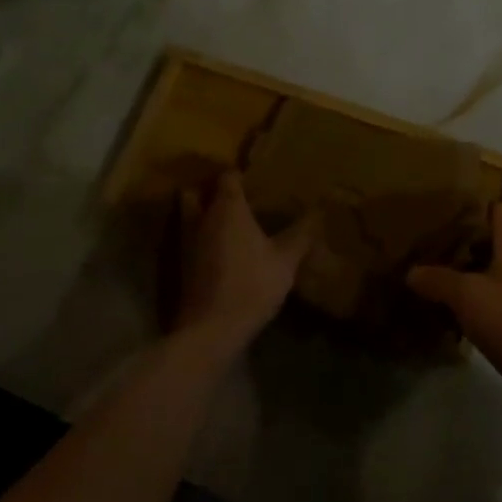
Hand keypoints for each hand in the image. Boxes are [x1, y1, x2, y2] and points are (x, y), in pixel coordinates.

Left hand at [175, 171, 316, 354]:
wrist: (211, 328)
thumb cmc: (252, 284)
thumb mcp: (286, 260)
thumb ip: (301, 233)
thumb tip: (319, 210)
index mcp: (228, 208)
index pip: (228, 176)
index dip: (239, 173)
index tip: (254, 176)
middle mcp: (203, 217)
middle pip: (197, 191)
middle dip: (210, 189)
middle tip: (234, 196)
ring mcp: (187, 241)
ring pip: (189, 215)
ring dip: (202, 213)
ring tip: (228, 221)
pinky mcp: (182, 265)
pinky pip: (190, 238)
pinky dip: (201, 237)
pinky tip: (221, 249)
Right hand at [408, 205, 501, 403]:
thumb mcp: (468, 298)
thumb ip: (439, 281)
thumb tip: (412, 271)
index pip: (500, 216)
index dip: (479, 209)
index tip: (452, 211)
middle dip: (474, 247)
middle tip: (441, 253)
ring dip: (482, 280)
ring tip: (450, 288)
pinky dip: (492, 307)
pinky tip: (472, 322)